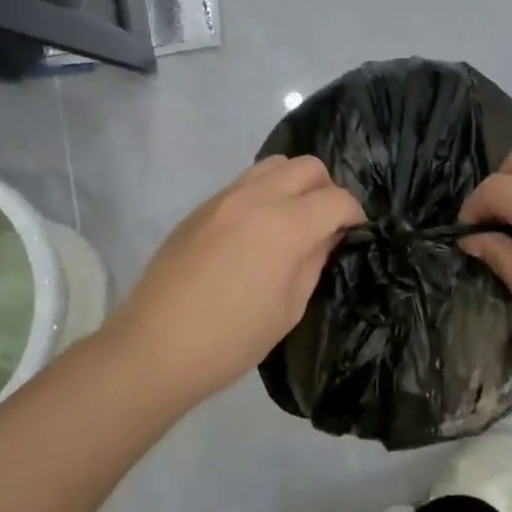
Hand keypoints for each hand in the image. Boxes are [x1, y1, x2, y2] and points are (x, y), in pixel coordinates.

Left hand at [106, 156, 364, 404]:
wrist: (156, 346)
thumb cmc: (232, 339)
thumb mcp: (289, 307)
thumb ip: (313, 261)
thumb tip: (327, 235)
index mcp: (286, 225)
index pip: (336, 199)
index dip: (354, 214)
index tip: (355, 232)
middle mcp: (257, 197)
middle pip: (307, 166)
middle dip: (326, 189)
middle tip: (325, 223)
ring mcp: (224, 198)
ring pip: (273, 164)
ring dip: (293, 184)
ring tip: (292, 220)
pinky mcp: (200, 207)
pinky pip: (244, 183)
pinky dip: (263, 193)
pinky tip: (256, 230)